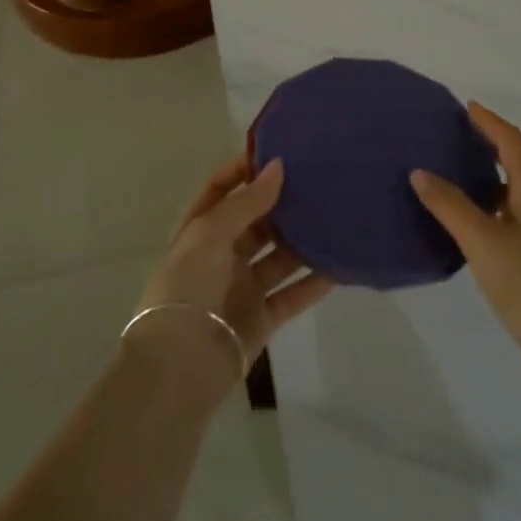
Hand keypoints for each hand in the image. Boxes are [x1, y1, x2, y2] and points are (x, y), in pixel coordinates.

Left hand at [131, 155, 333, 384]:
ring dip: (302, 240)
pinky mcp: (262, 318)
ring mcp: (242, 288)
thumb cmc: (187, 288)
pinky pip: (292, 294)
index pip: (219, 189)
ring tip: (334, 215)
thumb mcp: (209, 235)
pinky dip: (314, 282)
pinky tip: (340, 264)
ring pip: (278, 256)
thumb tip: (277, 166)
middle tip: (316, 181)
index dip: (242, 170)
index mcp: (199, 231)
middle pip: (254, 221)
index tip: (276, 153)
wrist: (180, 367)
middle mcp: (220, 256)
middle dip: (280, 203)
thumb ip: (246, 202)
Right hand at [411, 103, 520, 362]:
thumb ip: (450, 205)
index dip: (490, 122)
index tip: (468, 107)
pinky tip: (486, 218)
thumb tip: (420, 172)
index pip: (512, 141)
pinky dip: (504, 198)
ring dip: (500, 171)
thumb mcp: (482, 242)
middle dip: (496, 142)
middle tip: (463, 134)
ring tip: (467, 171)